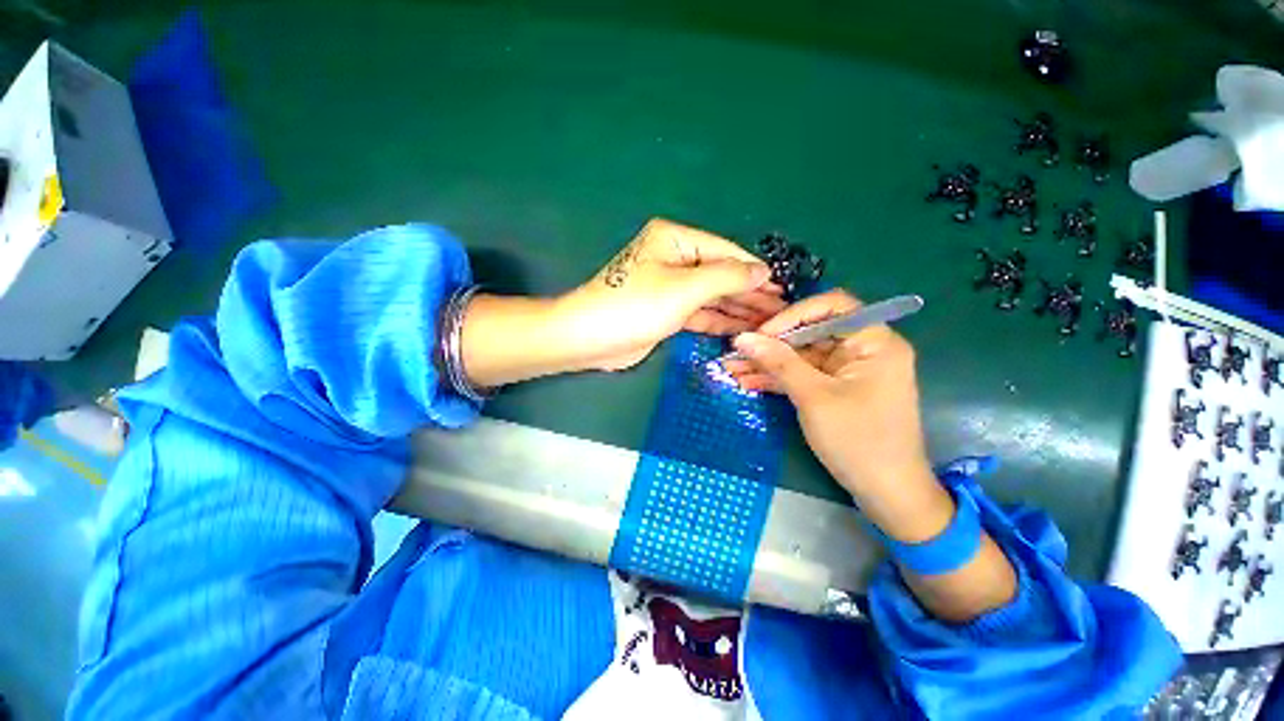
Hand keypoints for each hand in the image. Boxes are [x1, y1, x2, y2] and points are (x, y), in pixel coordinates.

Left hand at [457, 219, 783, 387]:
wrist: (591, 339)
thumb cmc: (636, 306)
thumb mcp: (684, 288)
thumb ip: (726, 277)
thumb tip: (761, 271)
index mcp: (674, 240)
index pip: (724, 252)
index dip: (753, 271)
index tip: (782, 287)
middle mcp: (673, 258)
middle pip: (719, 275)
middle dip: (748, 293)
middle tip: (780, 309)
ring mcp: (670, 287)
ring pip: (711, 296)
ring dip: (737, 309)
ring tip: (767, 322)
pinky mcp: (666, 312)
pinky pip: (699, 313)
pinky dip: (718, 321)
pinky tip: (741, 329)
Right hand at [723, 290, 932, 499]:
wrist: (887, 494)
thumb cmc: (858, 440)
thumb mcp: (813, 397)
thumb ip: (778, 363)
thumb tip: (743, 338)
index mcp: (874, 341)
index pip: (832, 306)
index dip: (794, 315)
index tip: (762, 333)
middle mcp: (864, 349)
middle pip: (812, 333)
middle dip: (772, 344)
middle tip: (737, 352)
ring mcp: (849, 371)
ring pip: (803, 357)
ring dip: (769, 363)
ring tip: (733, 368)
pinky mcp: (837, 390)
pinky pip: (805, 375)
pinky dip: (780, 379)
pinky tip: (749, 382)